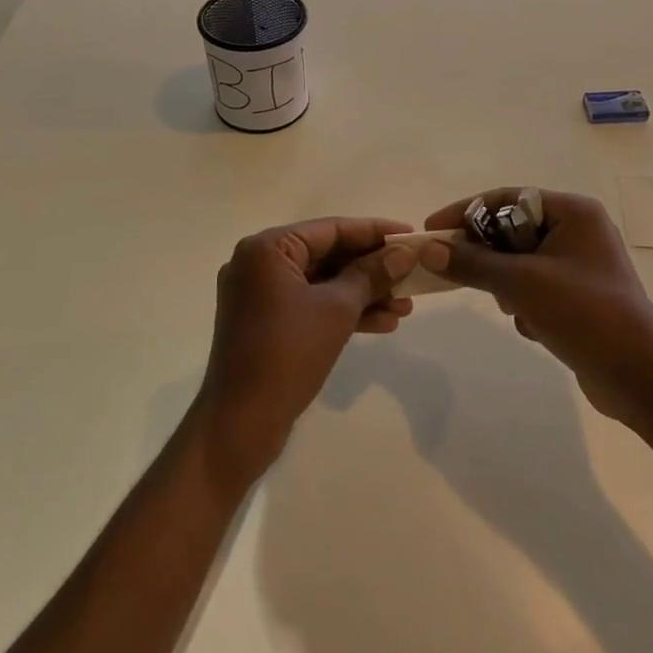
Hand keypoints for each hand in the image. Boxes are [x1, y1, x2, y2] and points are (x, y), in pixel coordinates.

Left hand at [200, 217, 417, 485]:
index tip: (411, 234)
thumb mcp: (337, 309)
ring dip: (363, 294)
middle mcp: (259, 264)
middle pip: (327, 255)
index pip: (330, 229)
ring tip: (405, 307)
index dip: (374, 232)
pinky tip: (383, 324)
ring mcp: (260, 295)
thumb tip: (404, 252)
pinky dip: (343, 312)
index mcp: (267, 249)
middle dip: (372, 269)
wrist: (240, 424)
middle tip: (412, 275)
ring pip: (322, 283)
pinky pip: (311, 305)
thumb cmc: (288, 354)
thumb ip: (372, 274)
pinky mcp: (267, 322)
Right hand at [421, 188, 652, 423]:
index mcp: (573, 212)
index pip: (507, 198)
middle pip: (511, 230)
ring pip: (520, 262)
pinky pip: (535, 286)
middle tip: (461, 276)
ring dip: (508, 286)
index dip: (465, 212)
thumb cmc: (583, 313)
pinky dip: (526, 304)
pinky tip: (535, 328)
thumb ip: (471, 263)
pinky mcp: (579, 295)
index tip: (431, 229)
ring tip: (515, 309)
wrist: (639, 376)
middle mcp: (579, 230)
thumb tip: (427, 249)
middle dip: (490, 258)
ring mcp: (581, 264)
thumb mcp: (521, 283)